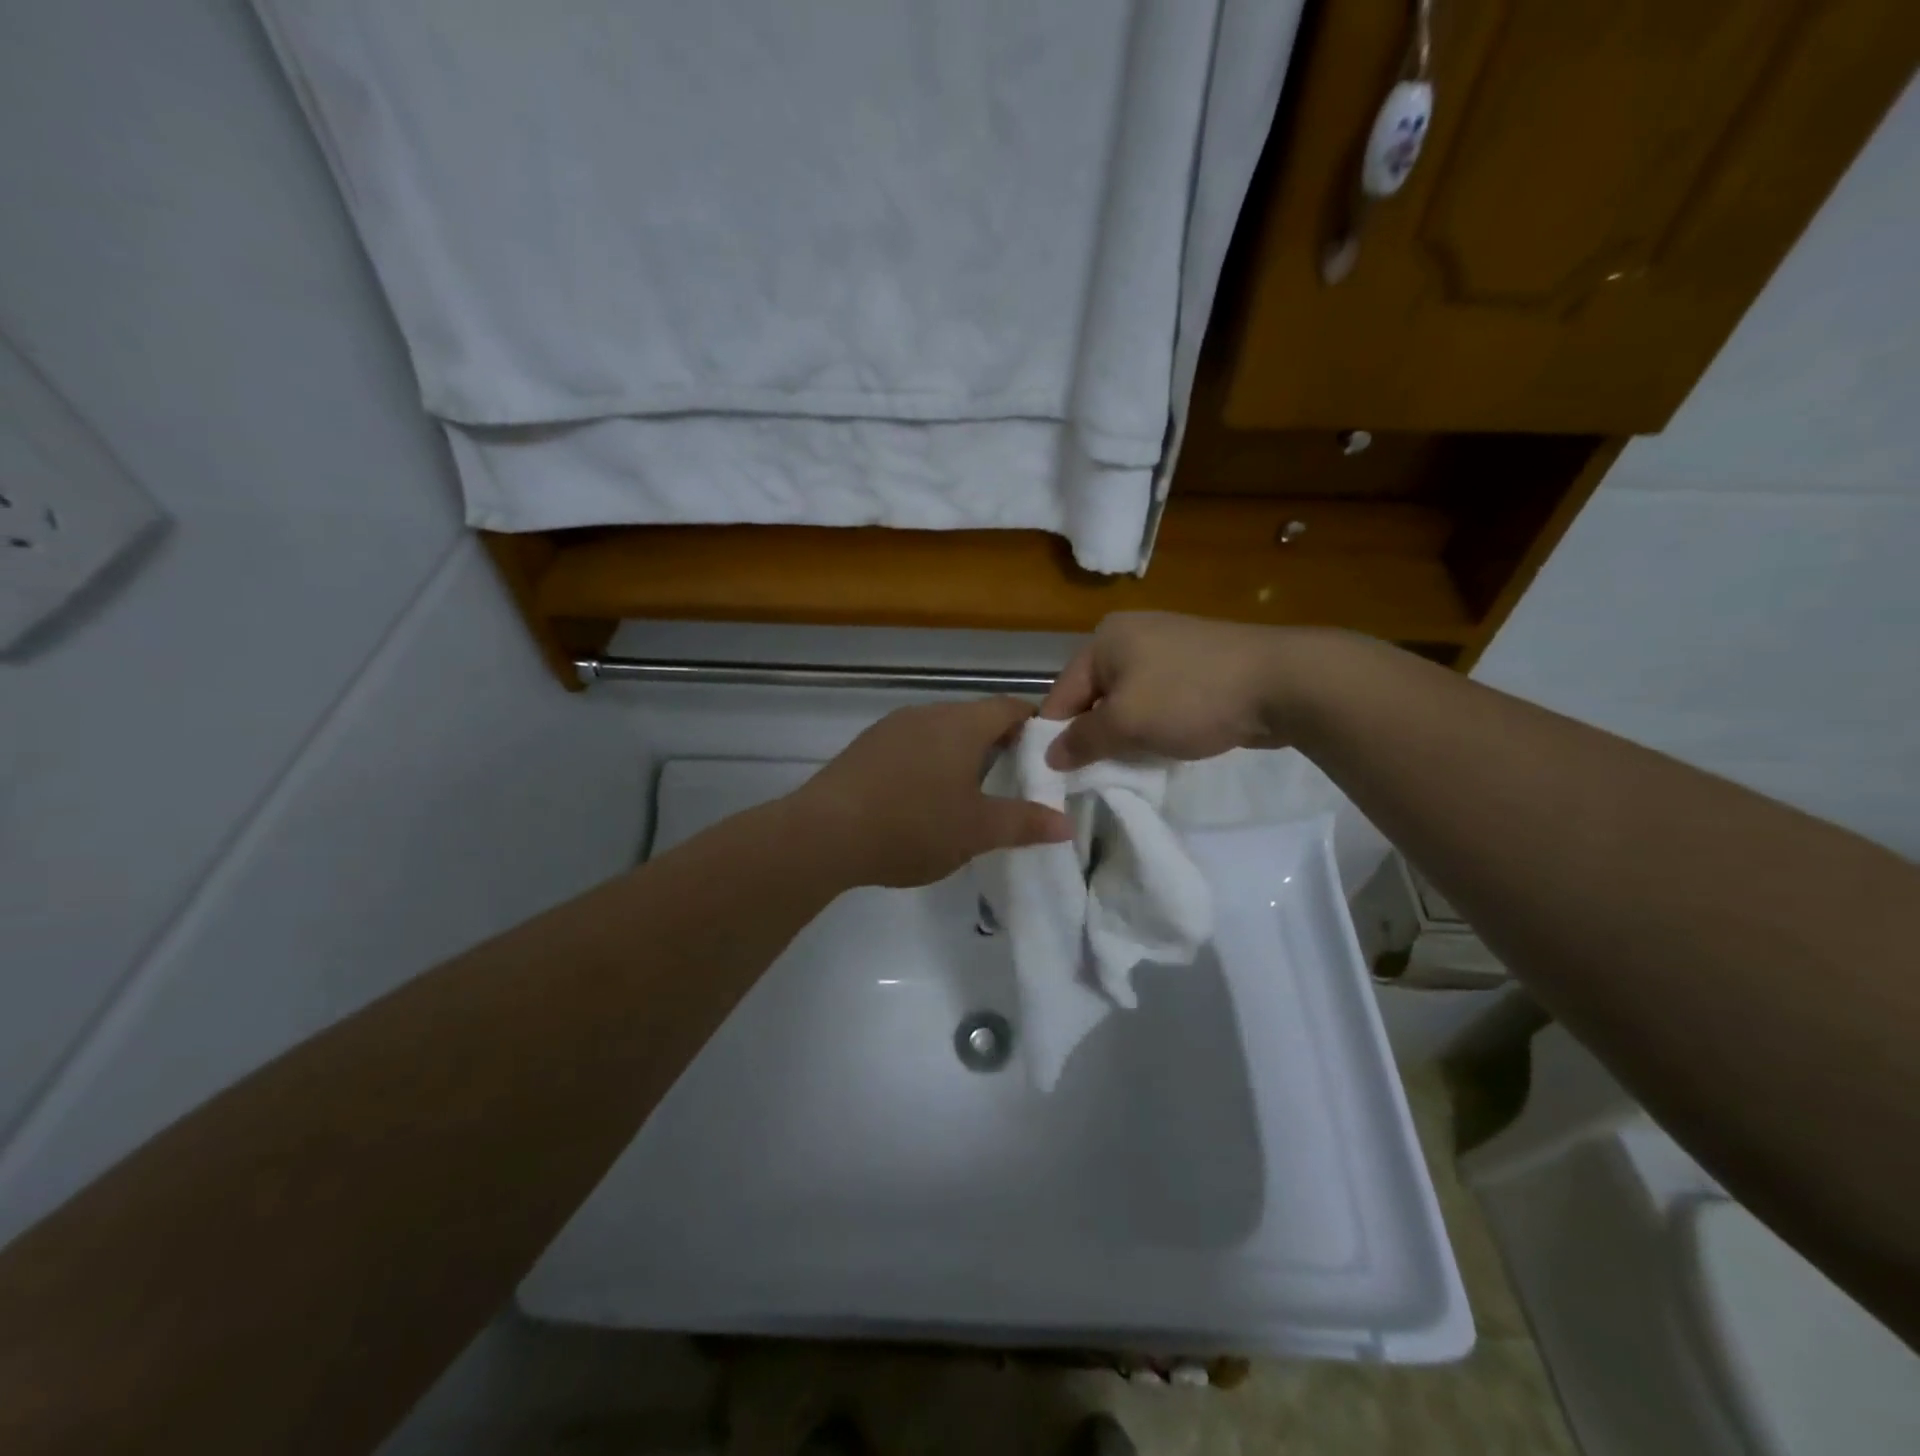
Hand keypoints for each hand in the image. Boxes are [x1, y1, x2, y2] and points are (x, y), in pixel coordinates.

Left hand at [795, 697, 1073, 888]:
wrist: (825, 833)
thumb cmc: (913, 826)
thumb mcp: (977, 831)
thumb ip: (1024, 823)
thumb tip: (1065, 823)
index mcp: (961, 724)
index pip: (1009, 707)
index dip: (1033, 725)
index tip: (1046, 753)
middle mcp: (927, 713)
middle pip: (973, 717)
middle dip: (997, 743)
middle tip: (1012, 780)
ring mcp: (891, 727)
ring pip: (940, 731)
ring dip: (959, 754)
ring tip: (968, 793)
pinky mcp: (865, 747)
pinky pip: (910, 745)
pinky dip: (927, 763)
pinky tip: (921, 798)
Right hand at [1041, 611, 1297, 769]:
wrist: (1282, 683)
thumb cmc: (1190, 697)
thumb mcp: (1126, 723)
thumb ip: (1082, 741)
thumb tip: (1050, 756)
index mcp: (1104, 638)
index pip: (1062, 693)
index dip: (1057, 736)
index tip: (1059, 776)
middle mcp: (1130, 635)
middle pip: (1094, 696)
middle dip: (1095, 736)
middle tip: (1097, 775)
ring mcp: (1167, 647)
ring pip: (1127, 701)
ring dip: (1126, 734)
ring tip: (1133, 764)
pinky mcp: (1196, 665)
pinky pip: (1158, 700)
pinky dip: (1154, 725)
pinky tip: (1164, 746)